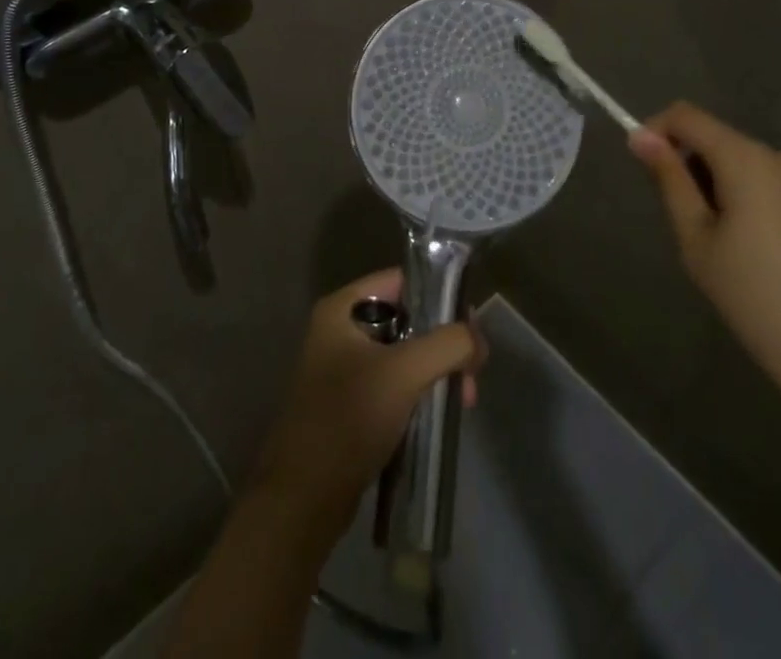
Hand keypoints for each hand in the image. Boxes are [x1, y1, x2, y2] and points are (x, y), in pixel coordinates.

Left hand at [247, 270, 483, 535]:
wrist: (302, 500)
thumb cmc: (348, 419)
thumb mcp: (403, 373)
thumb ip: (447, 345)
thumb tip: (478, 338)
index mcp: (342, 309)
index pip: (400, 280)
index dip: (438, 295)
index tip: (470, 326)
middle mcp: (340, 330)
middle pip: (406, 319)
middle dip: (442, 344)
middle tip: (471, 375)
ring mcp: (343, 369)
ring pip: (403, 355)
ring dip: (434, 372)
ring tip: (462, 401)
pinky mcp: (350, 404)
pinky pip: (393, 384)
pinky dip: (418, 394)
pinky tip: (439, 414)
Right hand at [628, 102, 780, 392]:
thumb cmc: (753, 295)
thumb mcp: (696, 238)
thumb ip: (669, 180)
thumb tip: (640, 137)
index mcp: (747, 158)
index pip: (687, 116)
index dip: (656, 130)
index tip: (642, 167)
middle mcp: (779, 156)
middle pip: (715, 138)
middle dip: (688, 165)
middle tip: (682, 222)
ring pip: (740, 161)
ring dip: (714, 183)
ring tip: (717, 242)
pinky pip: (765, 181)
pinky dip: (742, 196)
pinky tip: (748, 248)